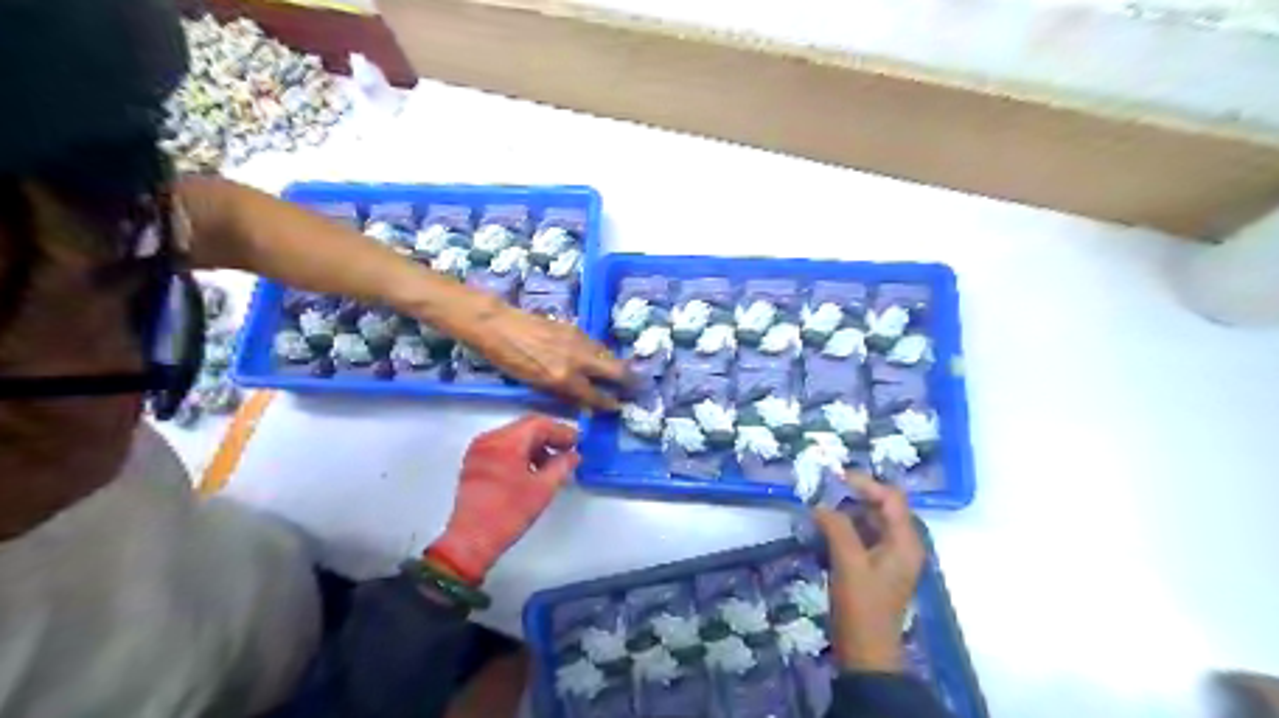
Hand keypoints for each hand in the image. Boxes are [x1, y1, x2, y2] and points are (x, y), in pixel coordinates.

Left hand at [431, 416, 579, 582]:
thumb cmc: (508, 513)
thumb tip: (572, 455)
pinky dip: (520, 453)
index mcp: (505, 442)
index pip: (538, 424)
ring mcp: (478, 450)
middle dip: (548, 437)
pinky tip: (532, 469)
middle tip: (569, 449)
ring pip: (513, 437)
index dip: (561, 431)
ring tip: (553, 463)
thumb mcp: (542, 489)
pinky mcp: (474, 463)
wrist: (471, 540)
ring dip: (535, 446)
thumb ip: (561, 466)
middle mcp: (489, 439)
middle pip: (525, 428)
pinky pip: (502, 448)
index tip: (578, 441)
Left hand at [465, 297, 633, 408]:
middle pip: (616, 371)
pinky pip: (597, 346)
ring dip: (616, 366)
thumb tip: (585, 403)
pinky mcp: (575, 329)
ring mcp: (579, 341)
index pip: (597, 396)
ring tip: (620, 375)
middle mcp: (577, 359)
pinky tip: (599, 360)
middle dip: (628, 381)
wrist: (498, 326)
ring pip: (608, 356)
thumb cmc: (510, 361)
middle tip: (634, 388)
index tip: (619, 407)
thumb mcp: (535, 384)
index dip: (610, 404)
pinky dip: (602, 355)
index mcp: (563, 378)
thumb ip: (563, 393)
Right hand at [812, 470, 924, 671]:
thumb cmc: (862, 606)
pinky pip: (861, 538)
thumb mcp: (848, 563)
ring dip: (846, 512)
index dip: (866, 483)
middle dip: (853, 496)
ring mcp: (889, 558)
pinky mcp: (874, 568)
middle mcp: (902, 545)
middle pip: (881, 508)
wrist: (865, 653)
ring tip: (819, 507)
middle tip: (823, 489)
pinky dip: (844, 529)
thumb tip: (820, 505)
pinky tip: (823, 529)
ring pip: (869, 522)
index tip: (835, 476)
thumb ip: (837, 528)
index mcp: (905, 542)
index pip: (891, 498)